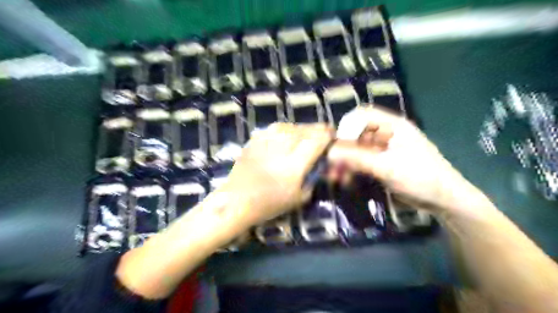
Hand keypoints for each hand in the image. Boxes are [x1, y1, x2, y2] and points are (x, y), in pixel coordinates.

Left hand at [216, 122, 329, 223]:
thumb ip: (313, 177)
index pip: (319, 138)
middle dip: (317, 132)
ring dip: (302, 130)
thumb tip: (319, 163)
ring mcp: (267, 139)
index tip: (332, 137)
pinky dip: (286, 131)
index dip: (328, 134)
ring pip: (292, 126)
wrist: (237, 199)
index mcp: (295, 162)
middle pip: (307, 129)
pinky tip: (285, 138)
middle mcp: (283, 145)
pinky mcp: (256, 137)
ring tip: (303, 138)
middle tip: (319, 139)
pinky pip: (277, 128)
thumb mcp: (300, 197)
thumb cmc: (269, 203)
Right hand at [328, 106, 479, 213]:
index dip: (347, 126)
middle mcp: (385, 133)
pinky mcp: (380, 162)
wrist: (443, 200)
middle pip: (357, 133)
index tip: (335, 145)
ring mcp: (382, 149)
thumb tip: (329, 153)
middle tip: (331, 165)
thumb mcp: (388, 167)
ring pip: (356, 149)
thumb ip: (358, 159)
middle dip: (342, 149)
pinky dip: (352, 169)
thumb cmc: (420, 177)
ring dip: (345, 161)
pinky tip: (345, 179)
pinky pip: (360, 161)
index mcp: (392, 126)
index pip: (362, 115)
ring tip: (336, 177)